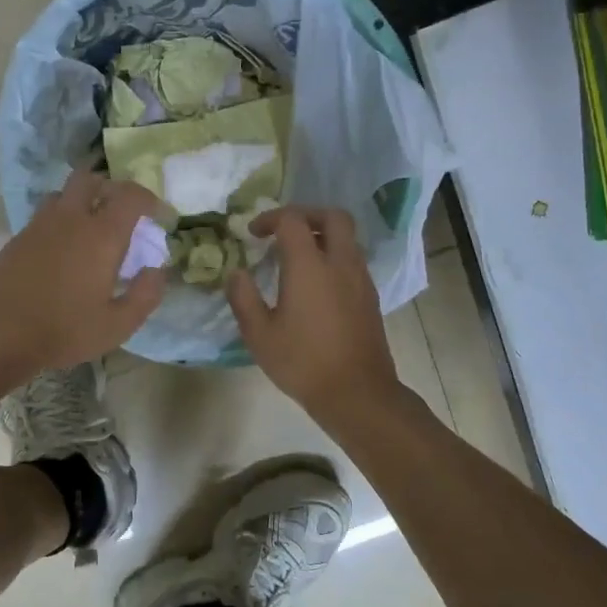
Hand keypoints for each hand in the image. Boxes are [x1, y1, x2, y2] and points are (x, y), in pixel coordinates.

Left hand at [0, 172, 167, 372]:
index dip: (150, 199)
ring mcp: (40, 225)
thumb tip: (157, 270)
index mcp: (101, 235)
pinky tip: (63, 249)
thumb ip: (146, 295)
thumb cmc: (64, 330)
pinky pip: (45, 215)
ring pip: (64, 193)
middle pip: (91, 179)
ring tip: (91, 228)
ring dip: (82, 201)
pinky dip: (61, 220)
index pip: (130, 195)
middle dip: (112, 189)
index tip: (159, 216)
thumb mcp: (118, 325)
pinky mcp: (18, 238)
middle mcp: (71, 219)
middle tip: (123, 214)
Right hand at [226, 206, 403, 425]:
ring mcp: (360, 279)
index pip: (292, 220)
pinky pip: (353, 260)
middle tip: (284, 230)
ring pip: (347, 238)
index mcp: (310, 265)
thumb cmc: (303, 363)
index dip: (270, 218)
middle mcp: (340, 262)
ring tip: (298, 257)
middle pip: (332, 216)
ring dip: (323, 235)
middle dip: (307, 214)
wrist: (357, 392)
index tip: (253, 234)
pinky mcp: (370, 296)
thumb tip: (236, 273)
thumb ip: (244, 298)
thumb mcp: (259, 335)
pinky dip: (334, 256)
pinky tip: (317, 283)